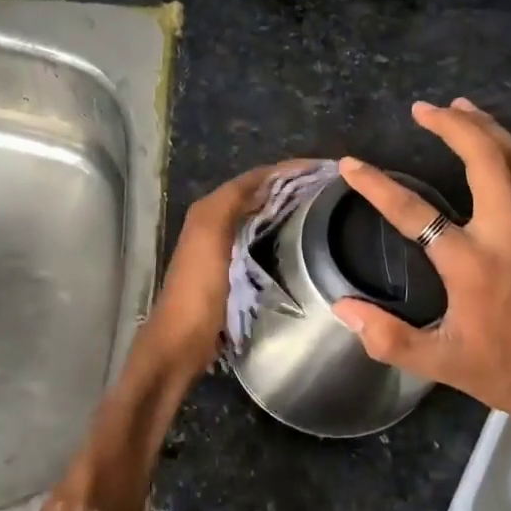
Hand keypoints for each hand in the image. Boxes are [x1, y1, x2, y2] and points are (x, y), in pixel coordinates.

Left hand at [138, 161, 312, 377]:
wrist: (182, 341)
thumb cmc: (198, 288)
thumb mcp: (211, 236)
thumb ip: (231, 202)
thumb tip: (268, 180)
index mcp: (210, 211)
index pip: (253, 179)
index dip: (285, 171)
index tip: (322, 169)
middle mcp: (214, 223)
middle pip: (257, 196)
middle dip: (289, 187)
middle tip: (328, 188)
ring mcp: (223, 249)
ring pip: (260, 218)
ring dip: (286, 209)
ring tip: (321, 209)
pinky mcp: (233, 273)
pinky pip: (260, 242)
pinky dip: (279, 234)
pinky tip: (300, 241)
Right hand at [332, 100, 510, 441]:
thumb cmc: (500, 371)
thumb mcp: (436, 361)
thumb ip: (385, 336)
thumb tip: (342, 307)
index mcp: (471, 266)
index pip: (414, 212)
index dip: (376, 185)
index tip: (351, 164)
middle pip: (486, 160)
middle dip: (454, 125)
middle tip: (425, 108)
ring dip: (490, 130)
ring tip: (463, 109)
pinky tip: (502, 171)